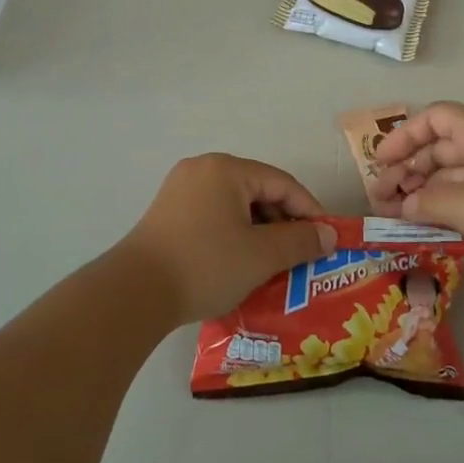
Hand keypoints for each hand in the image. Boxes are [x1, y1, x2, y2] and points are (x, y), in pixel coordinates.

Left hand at [120, 154, 337, 323]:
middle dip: (283, 224)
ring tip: (274, 265)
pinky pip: (213, 216)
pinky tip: (241, 264)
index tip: (327, 240)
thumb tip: (328, 235)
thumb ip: (300, 241)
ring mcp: (180, 190)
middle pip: (257, 191)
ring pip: (235, 206)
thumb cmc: (206, 264)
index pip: (282, 184)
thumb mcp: (262, 255)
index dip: (310, 211)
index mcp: (226, 169)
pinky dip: (234, 236)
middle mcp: (202, 169)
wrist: (134, 293)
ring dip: (259, 232)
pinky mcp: (167, 214)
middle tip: (301, 256)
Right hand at [368, 102, 463, 265]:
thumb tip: (405, 205)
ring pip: (457, 173)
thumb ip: (426, 203)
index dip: (403, 136)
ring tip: (402, 214)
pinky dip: (452, 203)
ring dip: (428, 190)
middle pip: (442, 147)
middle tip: (383, 197)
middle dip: (410, 170)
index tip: (381, 161)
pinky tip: (437, 224)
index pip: (433, 118)